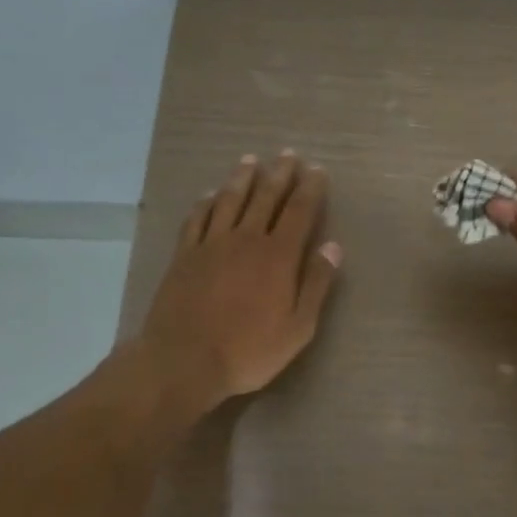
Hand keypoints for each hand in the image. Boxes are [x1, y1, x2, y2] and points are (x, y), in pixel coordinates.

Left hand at [138, 152, 342, 408]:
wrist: (184, 361)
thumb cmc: (248, 351)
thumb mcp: (298, 328)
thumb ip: (316, 284)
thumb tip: (333, 246)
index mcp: (278, 256)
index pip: (299, 211)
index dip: (310, 188)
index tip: (317, 170)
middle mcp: (245, 240)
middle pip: (265, 198)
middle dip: (279, 174)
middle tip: (288, 154)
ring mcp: (211, 245)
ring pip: (230, 200)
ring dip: (242, 178)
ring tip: (250, 160)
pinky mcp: (184, 255)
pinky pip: (197, 219)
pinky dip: (206, 202)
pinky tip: (210, 194)